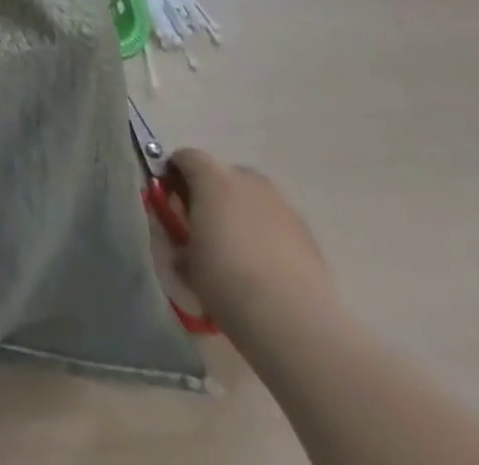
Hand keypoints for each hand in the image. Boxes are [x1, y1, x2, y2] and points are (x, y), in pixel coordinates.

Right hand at [167, 150, 336, 335]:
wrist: (294, 322)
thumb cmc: (226, 281)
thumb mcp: (184, 260)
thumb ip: (178, 237)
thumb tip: (181, 239)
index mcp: (211, 177)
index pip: (184, 157)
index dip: (173, 175)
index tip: (170, 202)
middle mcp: (247, 181)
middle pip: (222, 174)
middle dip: (211, 194)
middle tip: (203, 227)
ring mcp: (282, 205)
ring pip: (253, 199)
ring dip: (241, 214)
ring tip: (238, 253)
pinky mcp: (308, 234)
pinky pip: (276, 223)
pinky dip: (267, 236)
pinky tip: (265, 269)